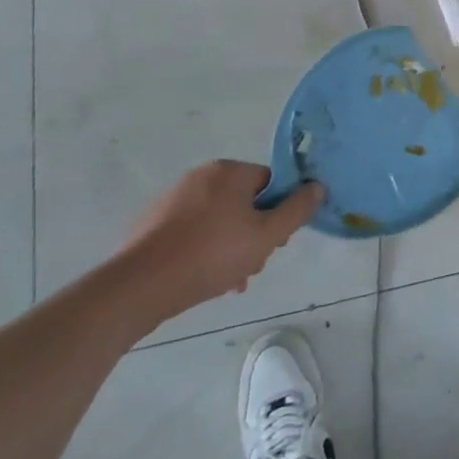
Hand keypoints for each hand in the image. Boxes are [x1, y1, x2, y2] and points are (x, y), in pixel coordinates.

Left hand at [120, 161, 320, 321]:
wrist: (140, 287)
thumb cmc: (211, 254)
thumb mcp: (268, 235)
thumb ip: (297, 210)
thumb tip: (318, 186)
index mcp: (229, 171)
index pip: (270, 183)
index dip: (279, 212)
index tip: (275, 241)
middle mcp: (200, 177)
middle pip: (244, 203)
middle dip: (254, 234)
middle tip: (253, 264)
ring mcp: (172, 200)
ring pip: (218, 221)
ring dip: (231, 247)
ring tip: (230, 280)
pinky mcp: (152, 225)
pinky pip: (192, 233)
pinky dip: (203, 251)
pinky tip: (205, 280)